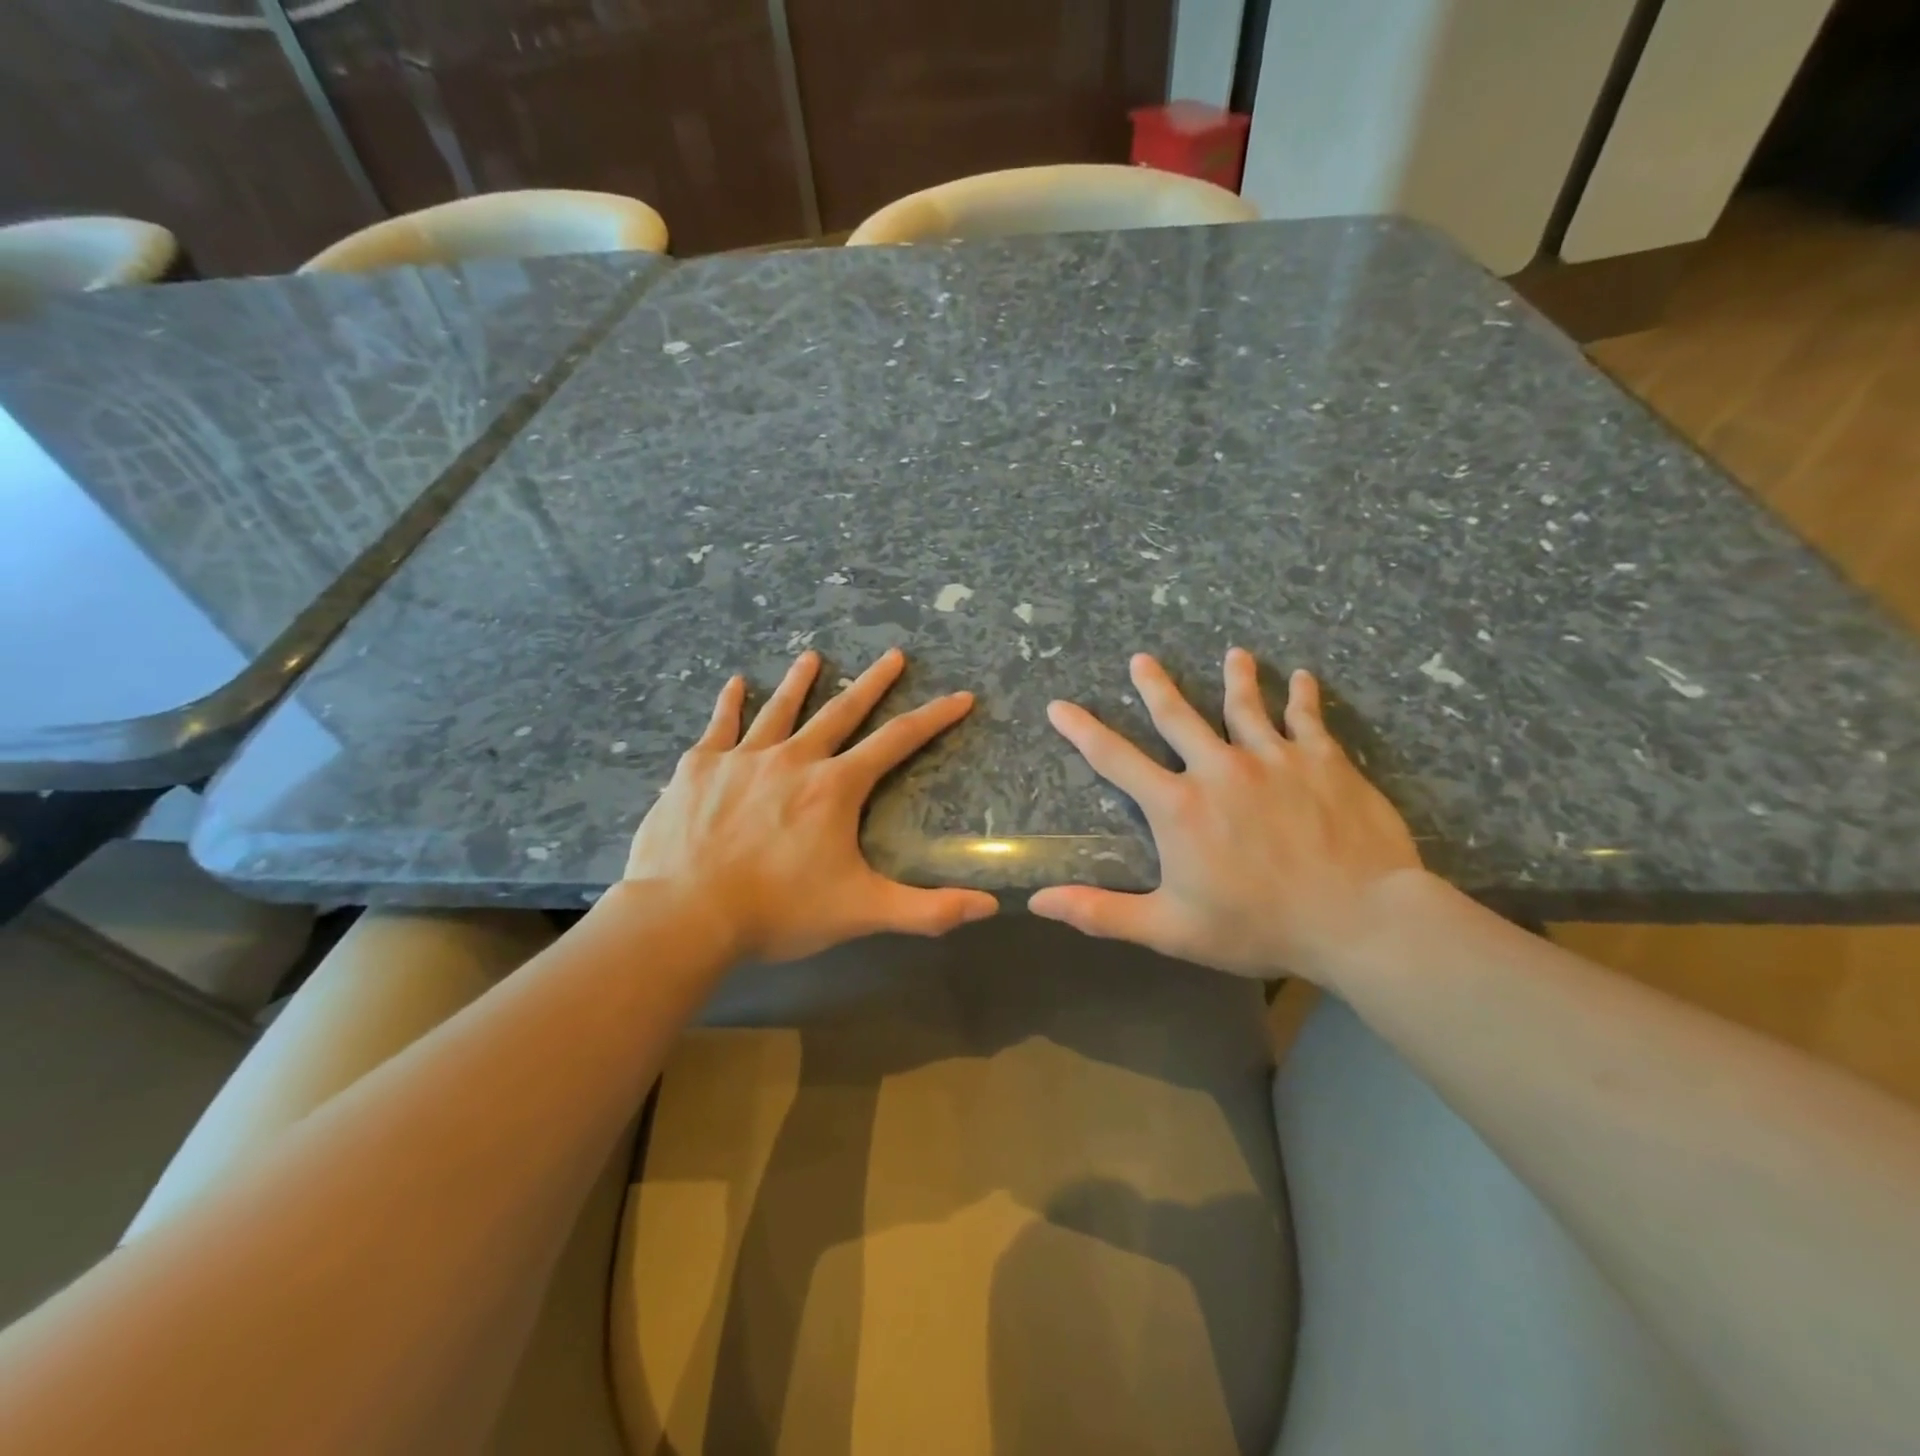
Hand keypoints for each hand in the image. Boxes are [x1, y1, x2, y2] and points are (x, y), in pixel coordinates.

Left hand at [625, 647, 997, 962]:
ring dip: (800, 681)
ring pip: (780, 709)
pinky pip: (719, 725)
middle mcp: (794, 759)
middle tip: (894, 654)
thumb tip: (988, 906)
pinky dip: (730, 703)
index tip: (960, 695)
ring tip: (813, 655)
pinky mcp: (699, 767)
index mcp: (835, 787)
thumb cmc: (778, 911)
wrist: (684, 914)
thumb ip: (927, 910)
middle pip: (841, 711)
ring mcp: (743, 758)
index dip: (934, 717)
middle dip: (873, 682)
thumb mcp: (861, 912)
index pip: (897, 741)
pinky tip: (735, 683)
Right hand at [1029, 649, 1420, 981]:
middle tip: (1141, 659)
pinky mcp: (1323, 761)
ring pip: (1246, 706)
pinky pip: (1307, 718)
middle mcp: (1219, 769)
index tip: (1059, 705)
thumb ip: (1101, 912)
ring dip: (1236, 677)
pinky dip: (1302, 695)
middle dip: (1155, 686)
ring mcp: (1274, 758)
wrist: (1359, 920)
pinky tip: (1303, 677)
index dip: (1081, 730)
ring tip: (1234, 654)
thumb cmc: (1258, 927)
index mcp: (1178, 807)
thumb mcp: (1170, 928)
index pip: (1115, 759)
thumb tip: (1039, 902)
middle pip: (1178, 716)